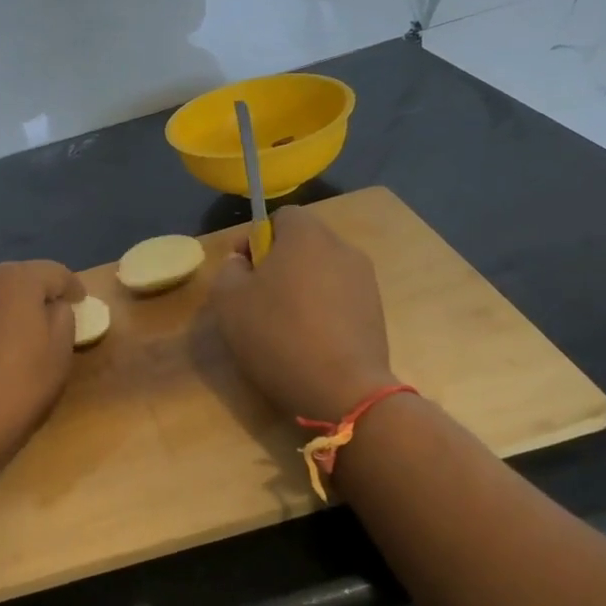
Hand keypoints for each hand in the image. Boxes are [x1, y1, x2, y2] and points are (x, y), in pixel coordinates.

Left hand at [0, 260, 84, 472]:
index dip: (71, 286)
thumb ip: (63, 319)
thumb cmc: (15, 393)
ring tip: (4, 326)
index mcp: (19, 281)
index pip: (54, 272)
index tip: (80, 302)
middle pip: (15, 276)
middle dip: (34, 293)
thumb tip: (53, 306)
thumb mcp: (59, 357)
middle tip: (47, 321)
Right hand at [210, 206, 395, 422]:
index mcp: (306, 235)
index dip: (257, 238)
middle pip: (303, 244)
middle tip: (258, 301)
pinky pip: (340, 298)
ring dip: (302, 289)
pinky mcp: (376, 311)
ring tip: (284, 326)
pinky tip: (309, 342)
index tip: (243, 271)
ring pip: (322, 272)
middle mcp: (341, 248)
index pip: (281, 216)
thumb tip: (242, 262)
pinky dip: (323, 311)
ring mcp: (365, 280)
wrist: (343, 389)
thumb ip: (229, 270)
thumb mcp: (229, 302)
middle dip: (279, 264)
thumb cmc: (278, 336)